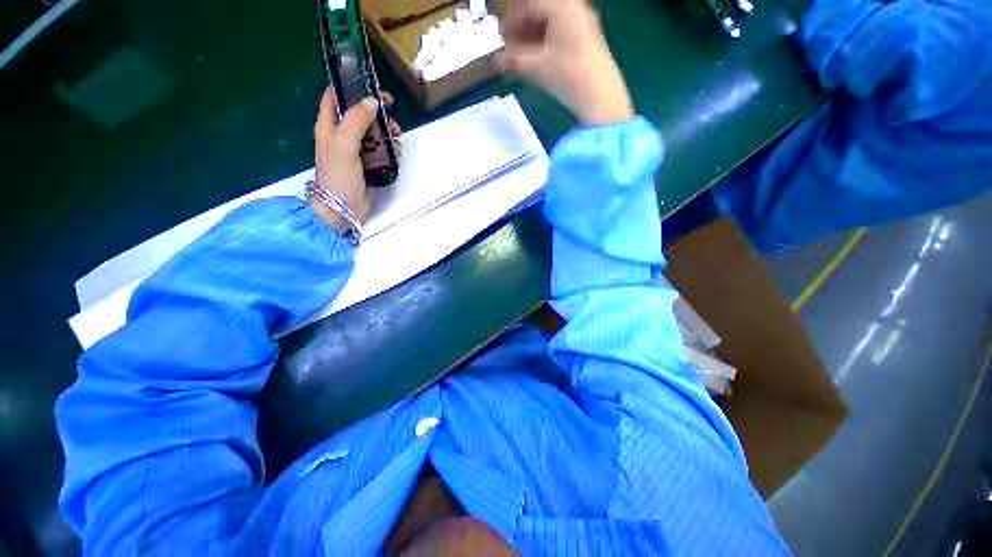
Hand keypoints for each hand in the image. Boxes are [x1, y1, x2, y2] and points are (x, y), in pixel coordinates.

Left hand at [312, 88, 400, 230]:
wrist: (341, 208)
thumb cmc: (339, 176)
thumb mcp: (344, 144)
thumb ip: (356, 120)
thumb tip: (372, 102)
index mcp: (328, 126)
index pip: (334, 97)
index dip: (351, 88)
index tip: (373, 90)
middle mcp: (339, 135)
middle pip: (357, 114)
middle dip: (375, 113)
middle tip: (392, 118)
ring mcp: (352, 151)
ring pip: (370, 133)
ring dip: (384, 131)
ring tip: (397, 137)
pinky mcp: (364, 165)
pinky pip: (376, 150)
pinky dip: (386, 148)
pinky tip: (395, 151)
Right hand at [497, 0, 632, 126]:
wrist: (601, 97)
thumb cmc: (568, 76)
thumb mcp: (537, 68)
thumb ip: (513, 61)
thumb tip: (495, 62)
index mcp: (561, 5)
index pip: (528, 4)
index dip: (511, 21)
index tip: (501, 39)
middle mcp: (573, 7)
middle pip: (539, 11)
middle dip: (521, 29)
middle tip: (509, 49)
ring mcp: (582, 22)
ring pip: (549, 22)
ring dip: (531, 38)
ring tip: (520, 59)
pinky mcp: (586, 39)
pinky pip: (559, 33)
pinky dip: (544, 44)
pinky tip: (536, 61)